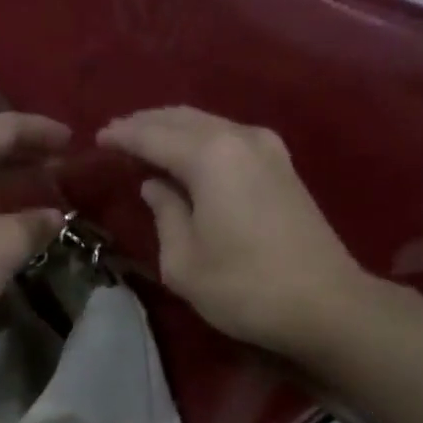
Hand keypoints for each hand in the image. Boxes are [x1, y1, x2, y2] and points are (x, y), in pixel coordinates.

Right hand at [99, 108, 392, 361]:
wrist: (325, 304)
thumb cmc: (243, 287)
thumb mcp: (184, 261)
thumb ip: (164, 214)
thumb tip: (155, 186)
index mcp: (210, 156)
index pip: (153, 135)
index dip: (123, 136)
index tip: (97, 140)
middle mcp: (240, 137)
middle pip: (183, 118)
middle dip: (147, 123)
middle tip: (117, 135)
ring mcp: (268, 148)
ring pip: (209, 124)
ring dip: (174, 129)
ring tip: (146, 142)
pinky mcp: (283, 166)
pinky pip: (229, 137)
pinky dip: (200, 140)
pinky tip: (187, 157)